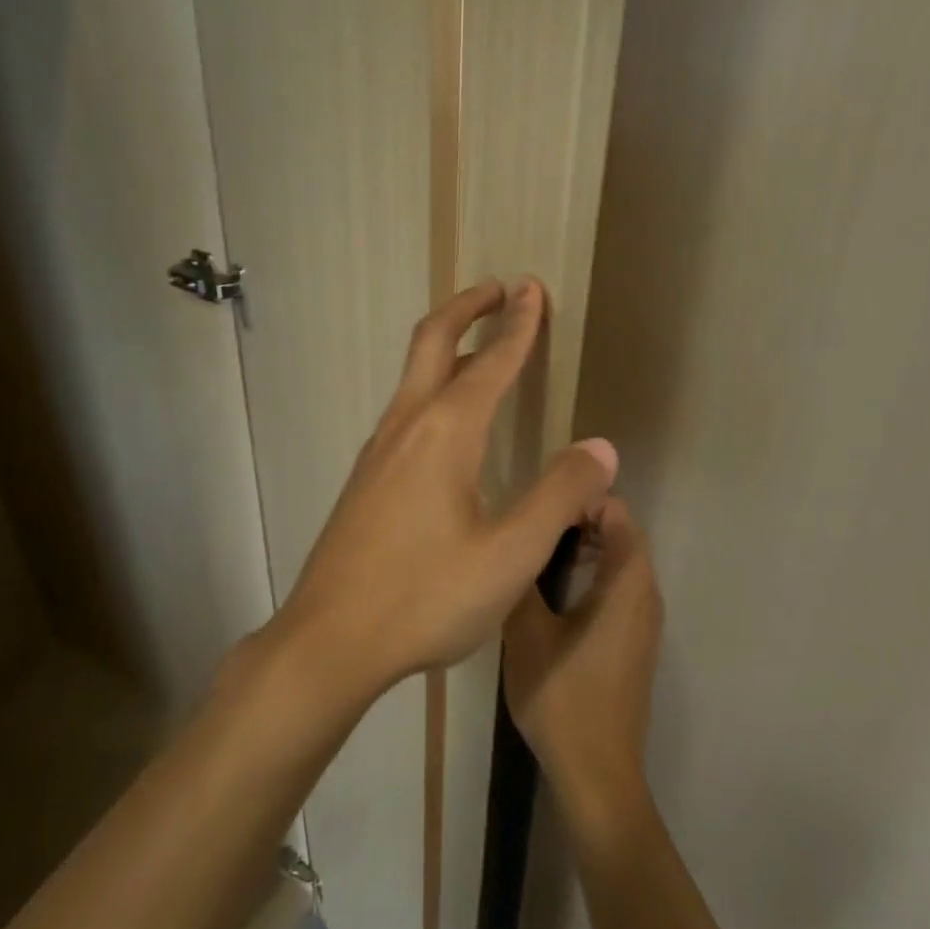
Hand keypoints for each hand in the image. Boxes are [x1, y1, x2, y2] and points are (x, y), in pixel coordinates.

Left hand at [278, 278, 618, 691]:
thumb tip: (599, 448)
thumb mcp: (511, 555)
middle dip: (468, 307)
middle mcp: (406, 426)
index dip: (518, 324)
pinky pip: (405, 408)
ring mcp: (378, 451)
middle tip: (500, 289)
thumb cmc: (425, 597)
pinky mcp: (366, 478)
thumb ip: (559, 495)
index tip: (533, 289)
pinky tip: (447, 419)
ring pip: (413, 375)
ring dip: (448, 345)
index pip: (490, 362)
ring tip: (479, 343)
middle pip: (433, 342)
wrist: (329, 640)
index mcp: (445, 433)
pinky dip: (433, 383)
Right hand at [503, 499, 662, 817]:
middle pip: (622, 534)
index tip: (539, 502)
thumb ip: (522, 578)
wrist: (597, 772)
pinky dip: (593, 572)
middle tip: (533, 521)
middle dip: (581, 518)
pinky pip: (620, 587)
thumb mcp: (527, 632)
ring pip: (621, 562)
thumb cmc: (562, 697)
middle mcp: (646, 594)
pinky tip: (553, 590)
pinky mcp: (636, 642)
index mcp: (627, 583)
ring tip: (537, 549)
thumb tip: (515, 537)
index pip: (617, 513)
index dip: (581, 498)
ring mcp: (644, 621)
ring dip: (586, 545)